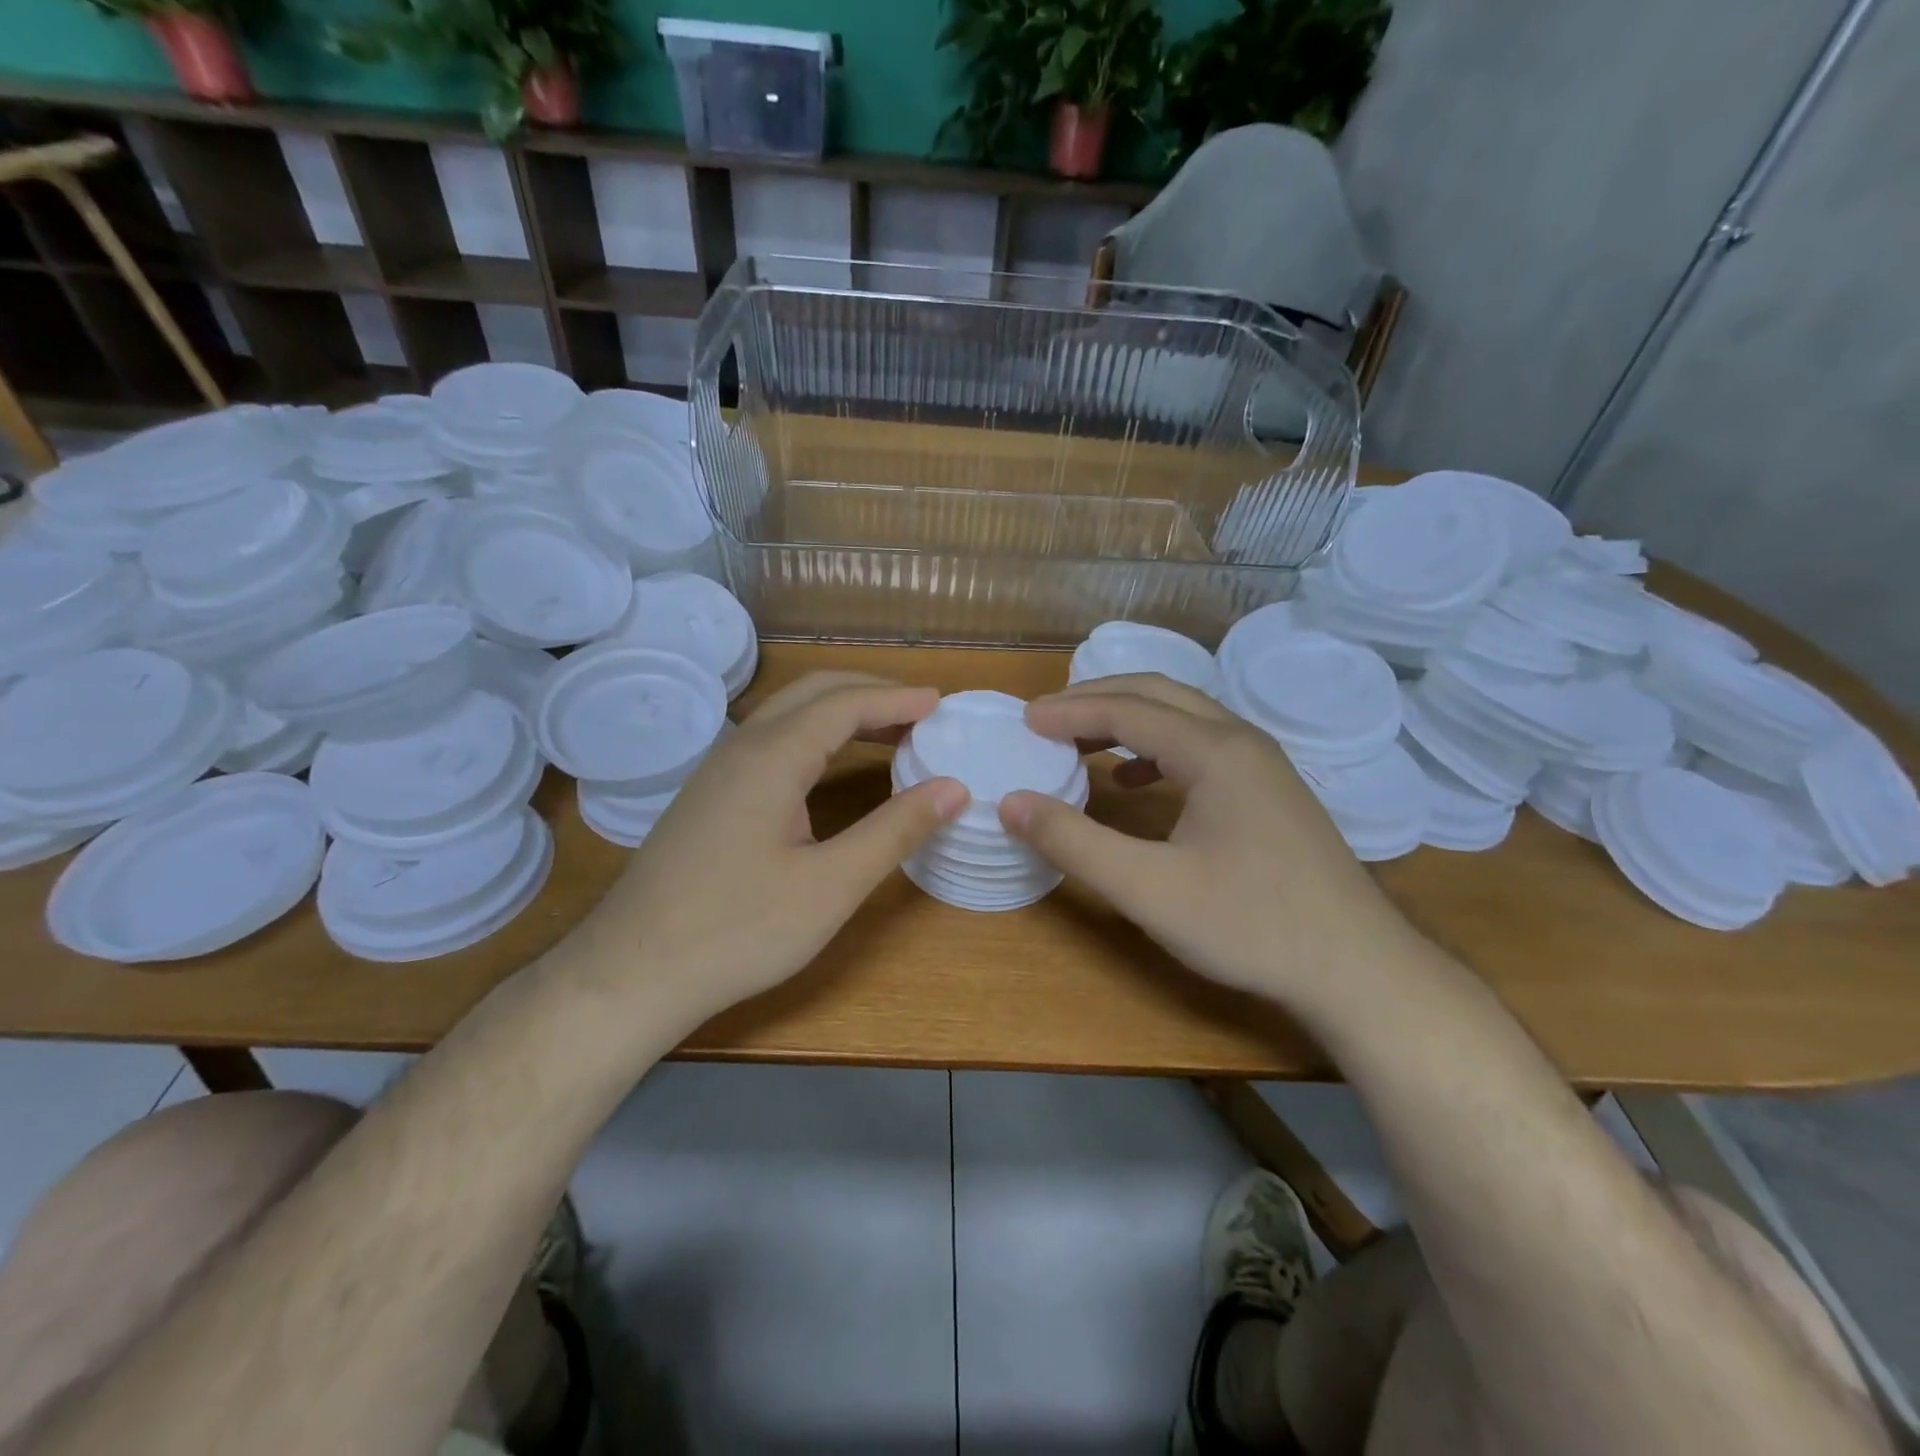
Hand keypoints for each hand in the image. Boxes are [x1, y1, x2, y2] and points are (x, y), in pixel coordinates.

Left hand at [582, 672, 968, 1021]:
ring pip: (788, 714)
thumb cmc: (739, 930)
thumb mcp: (831, 885)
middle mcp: (742, 747)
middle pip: (814, 692)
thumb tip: (954, 788)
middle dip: (870, 693)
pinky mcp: (708, 796)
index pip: (846, 704)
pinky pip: (771, 741)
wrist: (631, 973)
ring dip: (841, 712)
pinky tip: (830, 768)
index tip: (942, 704)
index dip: (898, 699)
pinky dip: (816, 736)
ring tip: (889, 734)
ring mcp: (718, 770)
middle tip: (921, 713)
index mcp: (773, 756)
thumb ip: (895, 830)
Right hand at [1000, 674, 1410, 1001]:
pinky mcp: (1271, 792)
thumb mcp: (1148, 889)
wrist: (1358, 969)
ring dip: (1128, 720)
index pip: (1128, 709)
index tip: (1024, 720)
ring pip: (1184, 717)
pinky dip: (1157, 749)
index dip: (1070, 710)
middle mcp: (1242, 741)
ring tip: (1081, 742)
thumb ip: (1074, 842)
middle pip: (1159, 694)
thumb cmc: (1250, 925)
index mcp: (1215, 751)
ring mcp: (1264, 765)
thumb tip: (1011, 803)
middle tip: (1046, 719)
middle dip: (1097, 699)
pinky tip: (1136, 781)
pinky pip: (1204, 746)